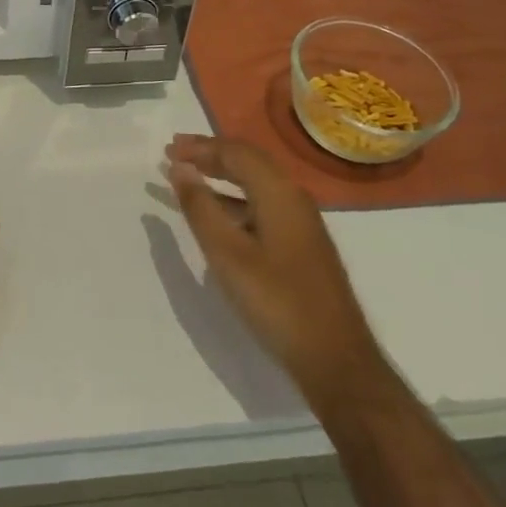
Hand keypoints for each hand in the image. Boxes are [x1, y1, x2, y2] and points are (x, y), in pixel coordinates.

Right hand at [163, 135, 376, 402]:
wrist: (336, 359)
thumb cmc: (277, 303)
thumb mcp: (228, 255)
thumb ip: (201, 208)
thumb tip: (180, 169)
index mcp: (279, 193)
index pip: (236, 152)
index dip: (200, 147)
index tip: (169, 149)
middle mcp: (294, 198)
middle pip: (249, 162)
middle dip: (211, 155)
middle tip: (176, 155)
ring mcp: (302, 222)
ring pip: (256, 183)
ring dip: (221, 176)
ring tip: (189, 180)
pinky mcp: (302, 245)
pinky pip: (262, 204)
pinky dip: (235, 200)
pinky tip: (218, 216)